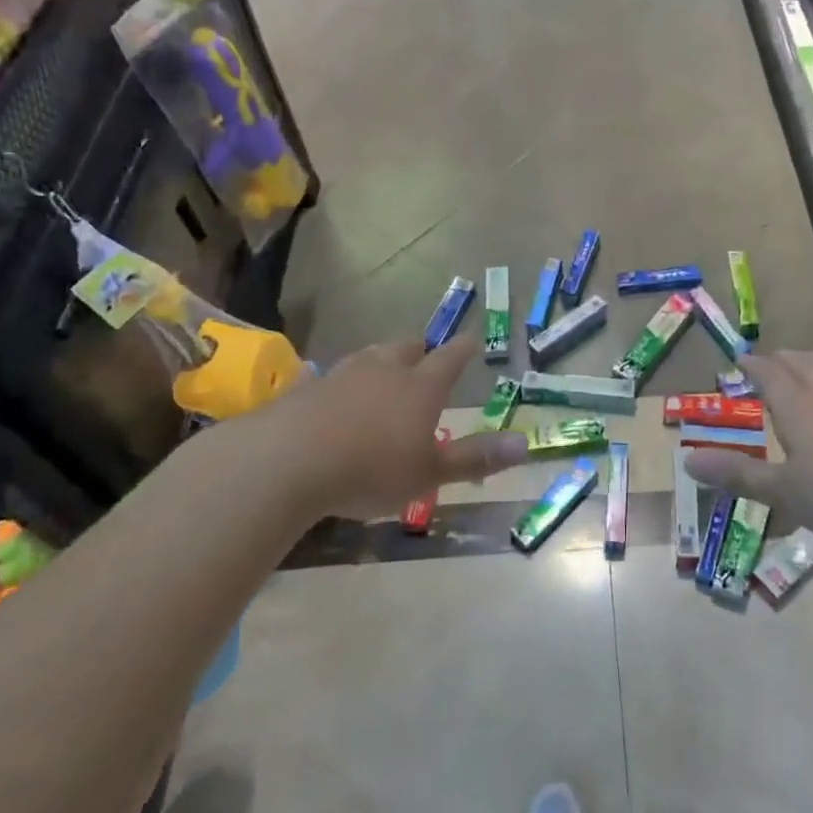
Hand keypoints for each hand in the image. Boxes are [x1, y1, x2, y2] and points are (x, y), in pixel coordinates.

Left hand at [187, 338, 527, 520]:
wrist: (287, 462)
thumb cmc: (370, 470)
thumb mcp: (429, 473)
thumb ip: (475, 458)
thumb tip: (525, 444)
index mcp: (420, 387)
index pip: (450, 358)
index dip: (464, 349)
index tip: (472, 339)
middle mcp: (384, 371)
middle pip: (407, 348)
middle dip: (421, 349)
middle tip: (427, 355)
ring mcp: (342, 375)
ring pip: (369, 356)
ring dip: (381, 360)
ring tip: (385, 368)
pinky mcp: (306, 388)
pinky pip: (327, 376)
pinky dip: (337, 381)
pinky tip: (327, 387)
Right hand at [681, 351, 812, 545]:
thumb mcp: (785, 493)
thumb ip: (738, 475)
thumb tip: (687, 460)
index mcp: (797, 406)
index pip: (769, 375)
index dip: (753, 366)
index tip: (741, 359)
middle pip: (803, 363)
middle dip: (784, 360)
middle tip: (773, 359)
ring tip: (811, 363)